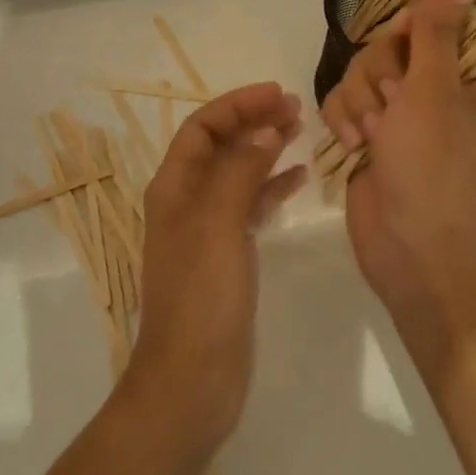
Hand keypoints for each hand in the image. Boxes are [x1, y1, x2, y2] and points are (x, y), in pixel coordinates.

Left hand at [122, 82, 305, 448]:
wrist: (192, 381)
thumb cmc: (201, 295)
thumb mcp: (219, 222)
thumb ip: (241, 171)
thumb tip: (266, 130)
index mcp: (174, 186)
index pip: (203, 127)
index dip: (237, 104)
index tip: (276, 93)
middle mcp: (187, 200)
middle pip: (221, 145)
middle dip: (254, 121)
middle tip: (296, 109)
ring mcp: (208, 229)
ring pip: (239, 173)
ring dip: (266, 149)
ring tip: (301, 131)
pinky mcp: (228, 255)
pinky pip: (251, 206)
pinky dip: (272, 187)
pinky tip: (299, 178)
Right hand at [322, 0, 475, 336]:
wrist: (408, 250)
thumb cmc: (432, 167)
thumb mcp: (434, 90)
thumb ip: (437, 28)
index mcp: (474, 75)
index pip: (441, 19)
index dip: (413, 26)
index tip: (402, 46)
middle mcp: (440, 87)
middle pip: (392, 41)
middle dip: (379, 72)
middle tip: (391, 106)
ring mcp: (403, 111)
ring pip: (363, 68)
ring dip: (359, 100)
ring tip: (370, 136)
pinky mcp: (372, 131)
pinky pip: (345, 98)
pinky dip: (343, 119)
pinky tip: (352, 146)